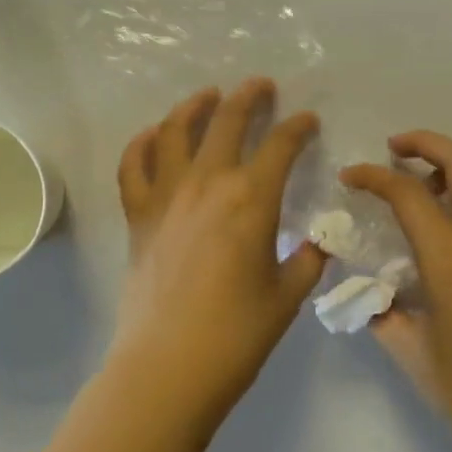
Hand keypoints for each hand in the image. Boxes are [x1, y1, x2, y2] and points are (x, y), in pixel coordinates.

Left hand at [112, 79, 326, 421]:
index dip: (298, 128)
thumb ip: (307, 260)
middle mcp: (207, 183)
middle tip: (261, 86)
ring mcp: (166, 195)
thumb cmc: (237, 335)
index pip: (280, 146)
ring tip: (208, 95)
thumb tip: (318, 242)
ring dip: (194, 106)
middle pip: (227, 122)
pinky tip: (153, 134)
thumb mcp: (287, 296)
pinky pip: (133, 165)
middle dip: (249, 97)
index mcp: (251, 199)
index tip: (308, 120)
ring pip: (176, 130)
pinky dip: (143, 143)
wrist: (169, 366)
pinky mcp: (137, 214)